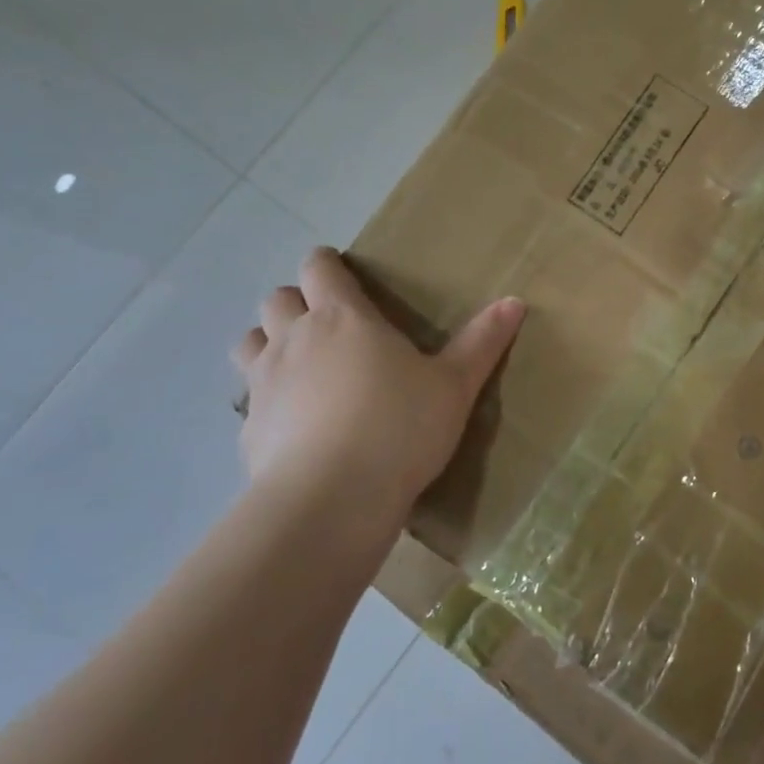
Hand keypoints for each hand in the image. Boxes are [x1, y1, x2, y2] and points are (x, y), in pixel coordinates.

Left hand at [231, 247, 524, 525]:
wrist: (332, 499)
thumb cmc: (399, 428)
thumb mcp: (454, 386)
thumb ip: (482, 342)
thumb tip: (515, 301)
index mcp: (342, 318)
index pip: (318, 267)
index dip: (326, 264)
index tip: (341, 275)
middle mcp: (294, 339)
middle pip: (276, 298)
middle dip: (296, 302)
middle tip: (327, 326)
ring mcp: (263, 383)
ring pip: (249, 342)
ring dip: (268, 343)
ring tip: (300, 367)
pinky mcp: (248, 429)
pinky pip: (250, 400)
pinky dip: (267, 401)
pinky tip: (294, 427)